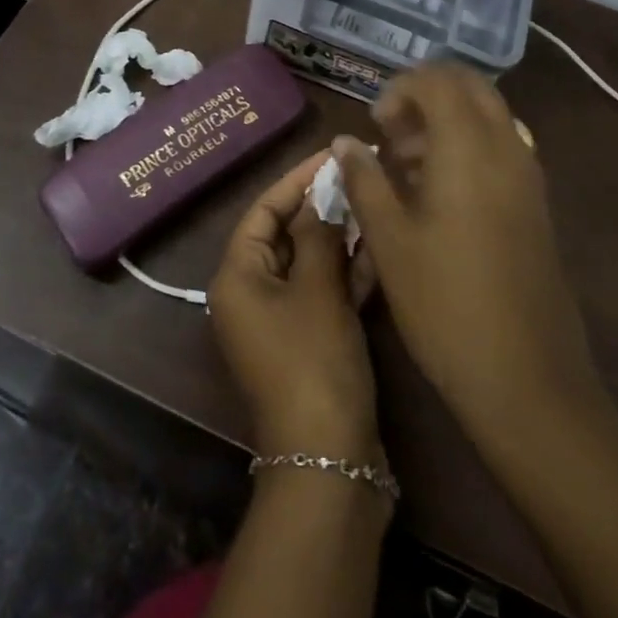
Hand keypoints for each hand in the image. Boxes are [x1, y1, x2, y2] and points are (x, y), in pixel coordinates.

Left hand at [209, 151, 380, 459]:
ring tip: (375, 202)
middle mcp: (251, 294)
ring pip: (310, 262)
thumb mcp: (318, 290)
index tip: (332, 155)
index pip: (262, 210)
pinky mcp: (308, 341)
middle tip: (359, 176)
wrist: (330, 462)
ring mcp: (280, 320)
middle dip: (322, 206)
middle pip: (286, 234)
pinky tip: (380, 247)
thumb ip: (320, 234)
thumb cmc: (314, 363)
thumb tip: (324, 192)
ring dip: (340, 236)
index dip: (296, 180)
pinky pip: (324, 292)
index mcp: (237, 276)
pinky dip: (348, 272)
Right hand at [336, 62, 605, 456]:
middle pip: (470, 86)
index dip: (400, 89)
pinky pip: (502, 145)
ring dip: (448, 120)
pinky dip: (469, 145)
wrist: (527, 379)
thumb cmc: (444, 304)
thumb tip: (344, 141)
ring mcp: (528, 175)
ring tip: (409, 164)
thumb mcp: (389, 239)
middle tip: (392, 134)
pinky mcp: (536, 203)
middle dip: (426, 95)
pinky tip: (439, 192)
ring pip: (489, 114)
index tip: (375, 125)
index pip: (438, 80)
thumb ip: (363, 179)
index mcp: (469, 148)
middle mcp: (506, 148)